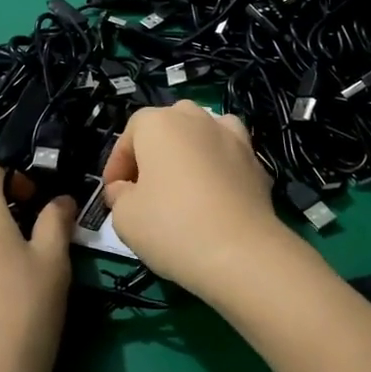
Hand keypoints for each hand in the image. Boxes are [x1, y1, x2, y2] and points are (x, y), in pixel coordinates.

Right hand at [101, 102, 292, 298]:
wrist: (241, 253)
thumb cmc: (171, 227)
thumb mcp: (124, 216)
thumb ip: (119, 194)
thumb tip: (126, 190)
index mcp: (160, 124)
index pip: (130, 132)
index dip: (117, 164)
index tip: (113, 193)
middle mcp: (197, 119)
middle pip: (168, 126)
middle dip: (153, 152)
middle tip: (145, 187)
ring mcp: (233, 138)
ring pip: (203, 134)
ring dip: (190, 152)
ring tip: (183, 183)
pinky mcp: (257, 163)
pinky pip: (228, 157)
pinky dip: (219, 168)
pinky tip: (215, 196)